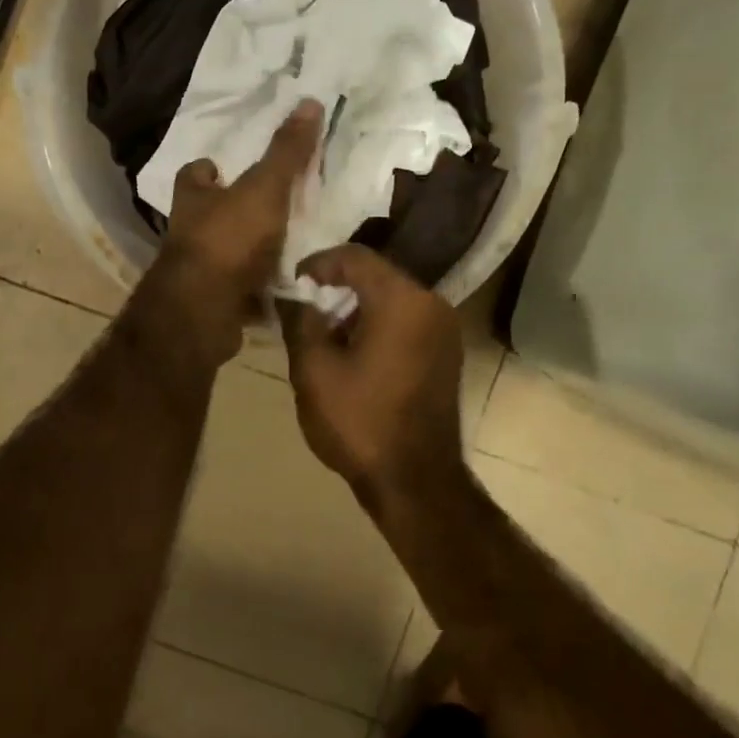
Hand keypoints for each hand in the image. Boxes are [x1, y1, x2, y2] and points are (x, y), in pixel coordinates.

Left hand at [144, 99, 323, 367]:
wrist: (205, 310)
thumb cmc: (229, 239)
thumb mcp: (264, 188)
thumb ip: (286, 152)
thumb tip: (310, 101)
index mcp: (193, 198)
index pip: (194, 173)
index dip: (211, 169)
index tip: (229, 167)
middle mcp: (188, 231)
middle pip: (209, 213)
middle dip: (233, 210)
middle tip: (271, 205)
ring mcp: (198, 270)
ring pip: (224, 252)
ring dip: (248, 250)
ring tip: (288, 244)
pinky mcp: (212, 301)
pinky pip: (238, 289)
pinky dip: (256, 287)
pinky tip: (285, 285)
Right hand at [279, 244, 465, 503]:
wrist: (415, 481)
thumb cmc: (360, 422)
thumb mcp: (314, 370)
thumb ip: (300, 320)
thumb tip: (293, 295)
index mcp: (402, 300)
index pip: (355, 257)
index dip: (317, 263)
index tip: (291, 284)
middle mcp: (432, 303)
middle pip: (376, 275)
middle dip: (336, 287)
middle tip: (303, 308)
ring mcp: (445, 329)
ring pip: (392, 298)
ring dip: (356, 307)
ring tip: (323, 332)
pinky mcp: (446, 352)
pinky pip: (407, 321)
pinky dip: (378, 324)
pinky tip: (353, 351)